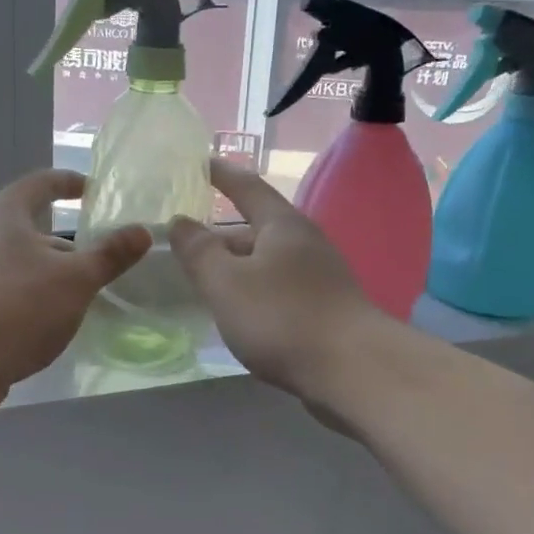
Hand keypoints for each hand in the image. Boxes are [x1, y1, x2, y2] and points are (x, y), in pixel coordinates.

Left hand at [0, 170, 149, 409]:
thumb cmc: (18, 307)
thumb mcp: (76, 280)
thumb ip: (110, 256)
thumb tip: (141, 231)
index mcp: (5, 215)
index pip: (41, 184)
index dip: (69, 183)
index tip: (94, 191)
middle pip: (31, 228)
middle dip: (68, 244)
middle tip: (103, 259)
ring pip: (22, 265)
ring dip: (53, 276)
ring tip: (86, 296)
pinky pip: (10, 294)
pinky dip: (35, 300)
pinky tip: (54, 324)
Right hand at [170, 160, 383, 403]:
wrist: (352, 370)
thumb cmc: (282, 317)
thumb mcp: (227, 283)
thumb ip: (199, 252)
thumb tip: (180, 223)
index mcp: (282, 226)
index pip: (247, 187)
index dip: (222, 174)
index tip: (201, 163)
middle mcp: (305, 243)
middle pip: (256, 230)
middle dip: (221, 236)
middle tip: (187, 246)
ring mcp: (320, 278)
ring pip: (267, 263)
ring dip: (237, 268)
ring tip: (206, 282)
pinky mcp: (326, 309)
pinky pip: (279, 289)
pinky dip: (254, 292)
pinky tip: (240, 314)